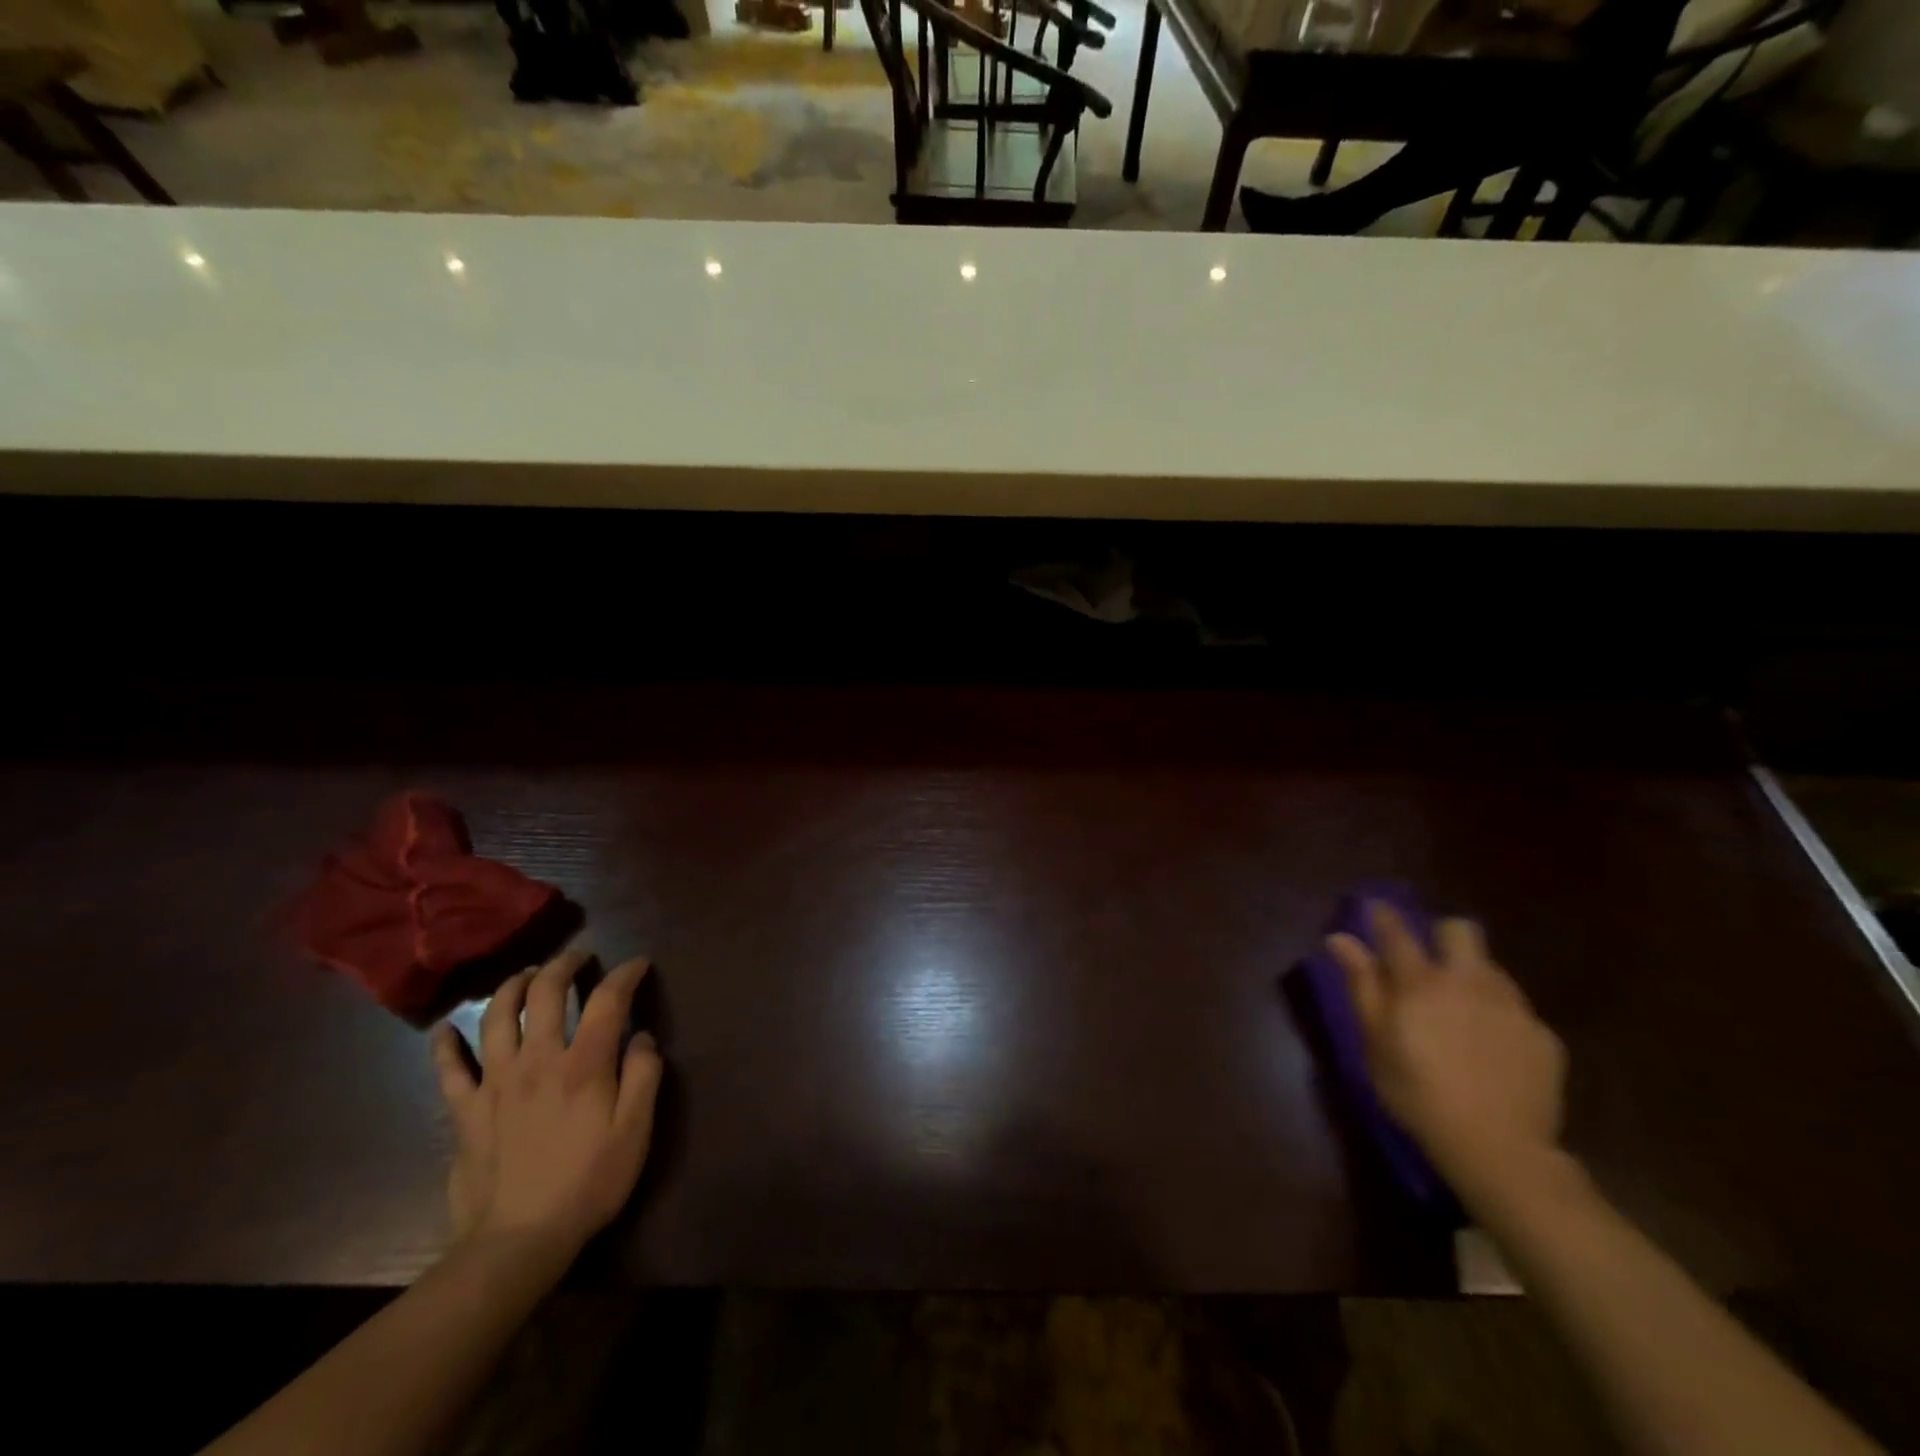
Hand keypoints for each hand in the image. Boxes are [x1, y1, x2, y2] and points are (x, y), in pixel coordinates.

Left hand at [431, 951, 663, 1269]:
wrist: (517, 1241)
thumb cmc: (588, 1182)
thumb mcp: (636, 1131)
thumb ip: (644, 1075)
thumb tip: (641, 1036)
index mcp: (584, 1063)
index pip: (607, 999)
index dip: (625, 973)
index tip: (638, 964)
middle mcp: (537, 1059)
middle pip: (544, 992)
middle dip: (563, 965)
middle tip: (577, 958)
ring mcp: (495, 1082)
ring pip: (496, 1016)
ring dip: (512, 987)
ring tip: (526, 976)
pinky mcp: (465, 1111)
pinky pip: (448, 1069)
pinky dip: (445, 1045)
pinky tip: (446, 1030)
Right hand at [1327, 905, 1566, 1206]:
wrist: (1499, 1149)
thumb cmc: (1417, 1093)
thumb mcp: (1375, 1042)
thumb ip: (1361, 985)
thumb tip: (1340, 939)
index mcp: (1421, 982)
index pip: (1397, 932)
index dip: (1382, 916)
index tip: (1374, 908)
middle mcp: (1469, 982)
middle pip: (1461, 931)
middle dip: (1443, 936)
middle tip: (1429, 963)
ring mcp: (1512, 1007)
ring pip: (1491, 968)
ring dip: (1471, 976)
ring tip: (1460, 1011)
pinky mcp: (1543, 1035)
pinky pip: (1516, 1009)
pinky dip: (1498, 1017)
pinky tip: (1491, 1048)